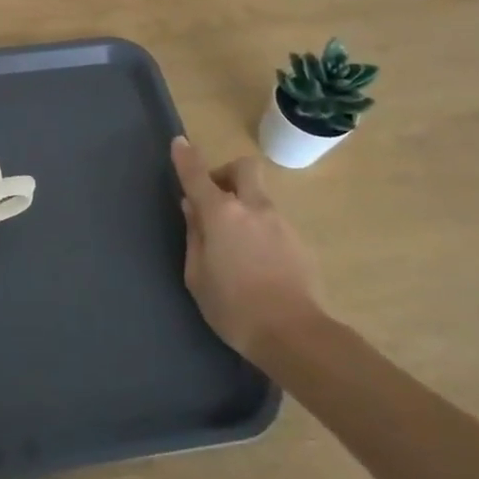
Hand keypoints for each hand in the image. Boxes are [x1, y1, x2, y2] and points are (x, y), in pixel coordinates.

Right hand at [171, 138, 324, 363]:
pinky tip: (255, 263)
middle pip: (244, 169)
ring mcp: (280, 223)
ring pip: (259, 198)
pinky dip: (259, 230)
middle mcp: (253, 208)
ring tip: (233, 244)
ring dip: (243, 207)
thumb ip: (194, 236)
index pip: (198, 175)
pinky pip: (272, 223)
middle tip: (215, 198)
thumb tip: (193, 209)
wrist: (294, 334)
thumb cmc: (233, 307)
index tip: (179, 143)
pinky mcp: (299, 242)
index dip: (186, 157)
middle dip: (227, 173)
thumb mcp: (197, 275)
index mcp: (221, 214)